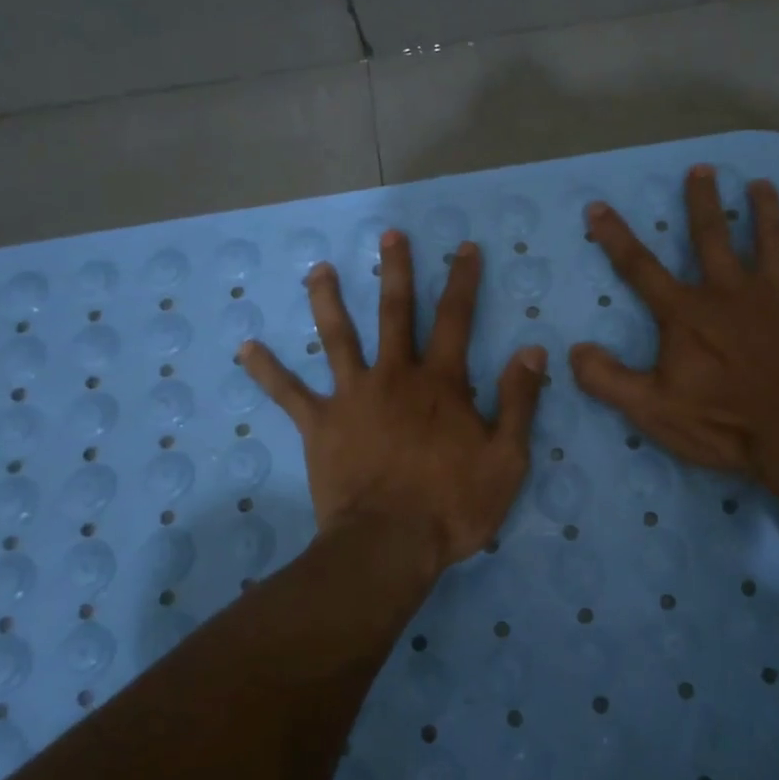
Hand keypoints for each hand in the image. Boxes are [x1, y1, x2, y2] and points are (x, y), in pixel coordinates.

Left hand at [240, 232, 544, 573]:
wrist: (388, 545)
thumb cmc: (453, 505)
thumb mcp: (506, 458)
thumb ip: (519, 401)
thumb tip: (532, 350)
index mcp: (440, 382)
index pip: (455, 318)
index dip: (462, 280)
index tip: (463, 248)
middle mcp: (394, 376)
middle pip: (394, 312)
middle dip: (394, 270)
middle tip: (389, 235)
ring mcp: (352, 396)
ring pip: (337, 337)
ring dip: (327, 300)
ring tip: (318, 269)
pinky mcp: (319, 424)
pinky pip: (288, 393)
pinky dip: (267, 370)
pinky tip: (246, 348)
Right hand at [568, 165, 778, 486]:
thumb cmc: (724, 423)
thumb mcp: (652, 409)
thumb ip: (608, 379)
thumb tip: (574, 350)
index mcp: (688, 313)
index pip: (640, 268)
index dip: (615, 237)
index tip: (597, 207)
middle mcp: (731, 291)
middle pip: (712, 236)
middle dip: (703, 201)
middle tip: (702, 169)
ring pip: (772, 241)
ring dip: (766, 210)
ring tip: (762, 185)